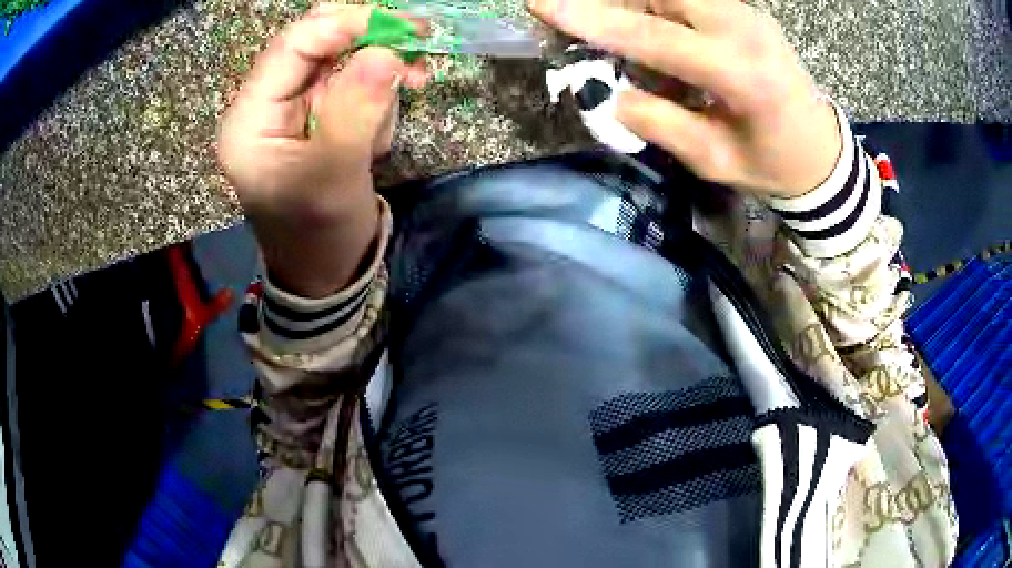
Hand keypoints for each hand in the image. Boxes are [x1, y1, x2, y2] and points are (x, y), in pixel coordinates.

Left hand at [218, 5, 427, 296]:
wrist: (323, 270)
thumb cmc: (319, 235)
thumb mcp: (336, 176)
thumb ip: (356, 110)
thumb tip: (386, 51)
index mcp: (249, 121)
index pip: (291, 47)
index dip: (343, 25)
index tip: (401, 25)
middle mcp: (263, 104)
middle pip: (314, 42)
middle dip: (366, 40)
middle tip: (415, 44)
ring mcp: (288, 106)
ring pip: (339, 58)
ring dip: (375, 80)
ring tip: (378, 137)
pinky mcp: (311, 113)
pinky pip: (350, 81)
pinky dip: (375, 95)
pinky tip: (374, 136)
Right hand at [529, 0, 841, 197]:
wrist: (822, 150)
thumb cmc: (773, 165)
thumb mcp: (713, 159)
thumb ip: (659, 123)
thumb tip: (608, 94)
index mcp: (740, 73)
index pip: (653, 36)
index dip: (591, 20)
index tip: (540, 5)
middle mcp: (743, 28)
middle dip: (611, 1)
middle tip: (576, 20)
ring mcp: (746, 12)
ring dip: (631, 3)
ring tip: (608, 29)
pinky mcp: (744, 10)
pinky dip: (655, 8)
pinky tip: (649, 34)